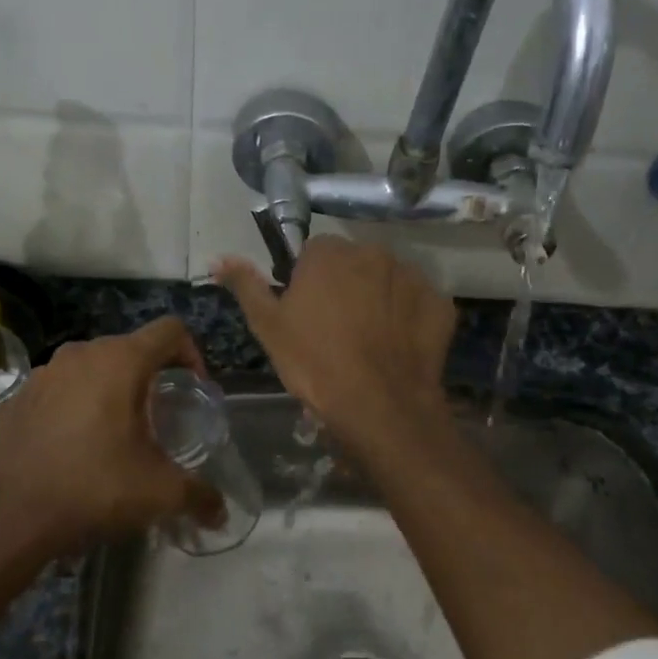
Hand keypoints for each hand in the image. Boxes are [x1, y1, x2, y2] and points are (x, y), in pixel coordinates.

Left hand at [0, 317, 223, 559]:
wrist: (10, 515)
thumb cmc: (94, 488)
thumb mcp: (159, 493)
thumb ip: (199, 496)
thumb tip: (222, 514)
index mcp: (121, 361)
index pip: (170, 330)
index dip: (192, 353)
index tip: (193, 390)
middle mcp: (81, 353)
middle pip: (131, 348)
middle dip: (151, 376)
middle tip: (159, 417)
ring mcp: (43, 372)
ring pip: (92, 367)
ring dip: (111, 389)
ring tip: (116, 431)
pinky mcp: (18, 396)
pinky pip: (59, 388)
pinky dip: (75, 404)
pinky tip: (74, 444)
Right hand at [216, 237, 456, 449]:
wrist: (378, 405)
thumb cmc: (314, 363)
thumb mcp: (268, 326)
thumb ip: (245, 285)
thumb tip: (218, 258)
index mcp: (329, 253)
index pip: (314, 253)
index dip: (307, 282)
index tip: (306, 314)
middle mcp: (374, 252)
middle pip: (353, 263)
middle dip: (345, 287)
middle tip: (335, 331)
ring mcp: (412, 276)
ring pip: (387, 281)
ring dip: (378, 300)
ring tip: (368, 343)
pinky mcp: (439, 304)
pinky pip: (417, 304)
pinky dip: (408, 319)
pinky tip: (396, 348)